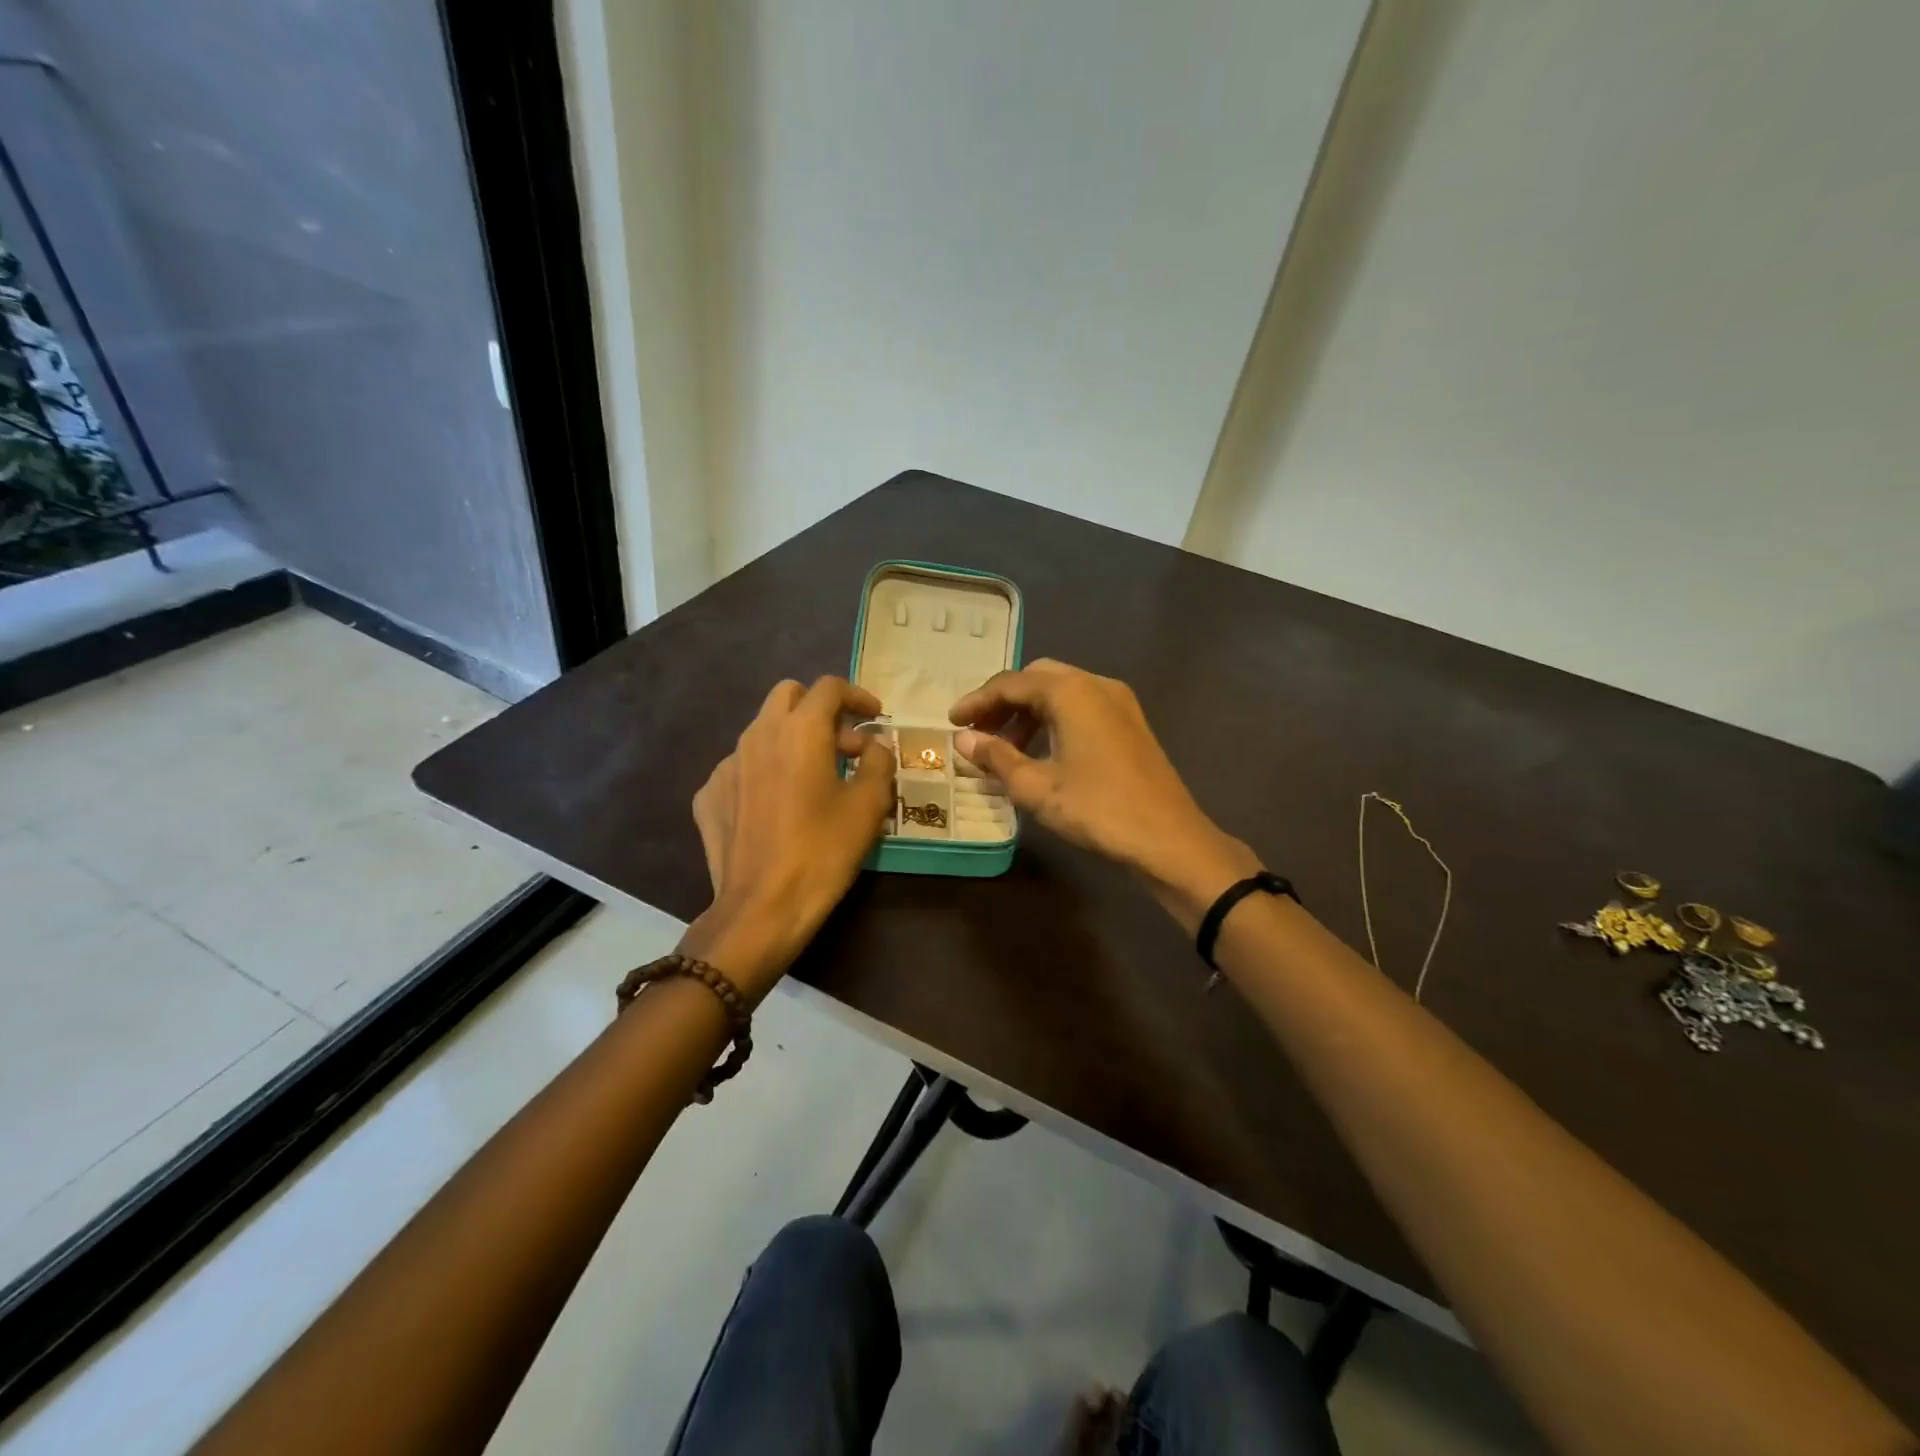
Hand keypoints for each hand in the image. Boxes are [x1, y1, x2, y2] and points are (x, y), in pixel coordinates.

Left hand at [682, 677, 895, 1000]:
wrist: (761, 908)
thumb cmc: (823, 852)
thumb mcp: (867, 807)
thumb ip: (878, 763)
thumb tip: (875, 745)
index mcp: (800, 731)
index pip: (829, 688)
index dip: (857, 696)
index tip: (875, 717)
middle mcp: (758, 735)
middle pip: (789, 695)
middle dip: (819, 709)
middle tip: (844, 745)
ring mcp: (726, 764)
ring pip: (762, 730)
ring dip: (792, 739)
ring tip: (814, 778)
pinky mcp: (708, 795)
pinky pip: (742, 766)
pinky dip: (765, 771)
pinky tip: (777, 806)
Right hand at [950, 659, 1259, 927]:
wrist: (1169, 839)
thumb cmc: (1098, 810)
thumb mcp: (1037, 787)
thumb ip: (997, 757)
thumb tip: (964, 740)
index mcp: (1071, 692)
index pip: (1011, 683)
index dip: (977, 701)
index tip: (952, 722)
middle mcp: (1096, 684)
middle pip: (1037, 679)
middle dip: (1003, 702)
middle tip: (977, 732)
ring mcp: (1119, 702)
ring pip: (1061, 692)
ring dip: (1028, 712)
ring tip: (1005, 747)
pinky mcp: (1131, 723)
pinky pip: (1081, 707)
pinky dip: (1054, 720)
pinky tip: (1041, 752)